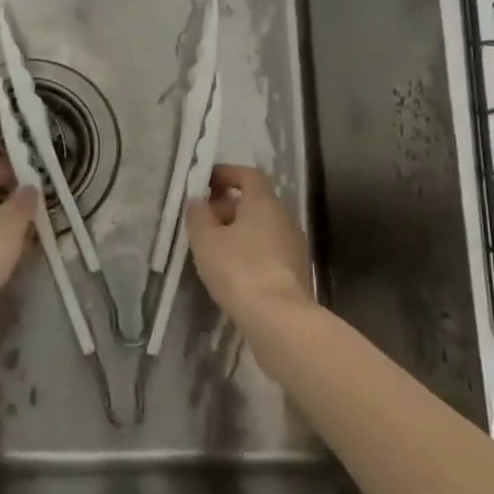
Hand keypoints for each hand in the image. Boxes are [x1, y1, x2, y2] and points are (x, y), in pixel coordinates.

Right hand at [184, 164, 312, 327]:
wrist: (279, 319)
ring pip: (262, 227)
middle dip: (227, 206)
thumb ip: (198, 215)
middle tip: (203, 220)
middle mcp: (283, 217)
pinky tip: (232, 270)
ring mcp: (293, 245)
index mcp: (263, 202)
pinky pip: (268, 249)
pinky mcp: (296, 270)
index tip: (204, 183)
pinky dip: (250, 250)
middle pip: (255, 201)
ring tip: (213, 248)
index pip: (248, 174)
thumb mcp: (206, 240)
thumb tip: (197, 200)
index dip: (226, 174)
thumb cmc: (238, 269)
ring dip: (238, 230)